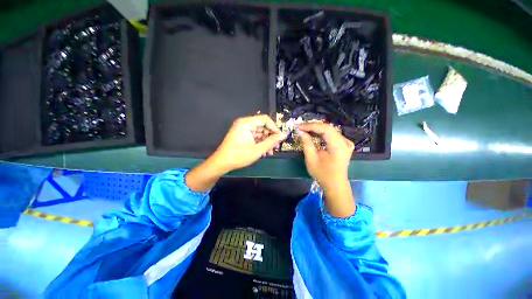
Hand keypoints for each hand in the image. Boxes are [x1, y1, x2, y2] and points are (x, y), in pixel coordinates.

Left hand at [187, 115, 285, 192]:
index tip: (280, 138)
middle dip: (270, 136)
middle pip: (262, 125)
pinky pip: (254, 136)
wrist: (221, 163)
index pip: (265, 119)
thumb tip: (283, 135)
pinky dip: (260, 142)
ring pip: (259, 132)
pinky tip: (264, 151)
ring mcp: (243, 129)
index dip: (274, 128)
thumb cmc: (238, 156)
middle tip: (275, 147)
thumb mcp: (257, 150)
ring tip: (270, 152)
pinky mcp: (242, 135)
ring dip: (266, 141)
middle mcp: (244, 123)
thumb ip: (271, 142)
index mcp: (246, 123)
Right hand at [297, 123, 355, 217]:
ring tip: (304, 129)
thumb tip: (301, 132)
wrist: (335, 184)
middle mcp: (345, 142)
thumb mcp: (311, 159)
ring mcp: (346, 143)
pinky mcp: (344, 145)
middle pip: (328, 128)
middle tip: (300, 127)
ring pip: (330, 130)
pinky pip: (332, 134)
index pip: (325, 129)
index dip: (310, 126)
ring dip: (316, 129)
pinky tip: (314, 133)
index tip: (299, 126)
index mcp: (339, 146)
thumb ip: (307, 144)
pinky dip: (322, 133)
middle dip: (312, 126)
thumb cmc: (322, 174)